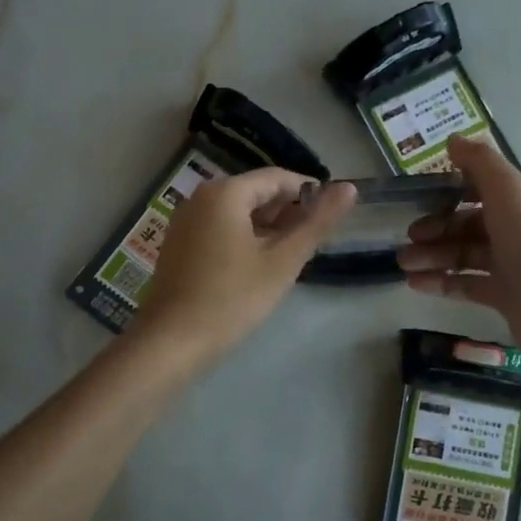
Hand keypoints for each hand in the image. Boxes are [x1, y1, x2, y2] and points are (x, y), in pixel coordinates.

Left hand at [134, 169, 355, 363]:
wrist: (172, 342)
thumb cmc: (232, 298)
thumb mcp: (283, 261)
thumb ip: (317, 223)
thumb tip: (349, 188)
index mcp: (226, 192)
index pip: (279, 178)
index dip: (310, 194)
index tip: (330, 218)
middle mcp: (201, 197)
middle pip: (256, 193)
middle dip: (287, 213)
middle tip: (311, 244)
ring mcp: (185, 220)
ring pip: (238, 212)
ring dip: (267, 229)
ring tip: (289, 258)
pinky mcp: (179, 243)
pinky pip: (220, 228)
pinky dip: (244, 239)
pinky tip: (257, 266)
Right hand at [396, 135, 520, 378]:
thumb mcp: (510, 189)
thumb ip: (480, 162)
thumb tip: (453, 139)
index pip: (482, 186)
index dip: (450, 189)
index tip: (419, 196)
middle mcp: (520, 227)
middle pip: (469, 221)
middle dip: (436, 227)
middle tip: (409, 237)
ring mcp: (513, 263)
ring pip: (464, 253)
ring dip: (433, 255)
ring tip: (404, 264)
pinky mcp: (505, 295)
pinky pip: (466, 283)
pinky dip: (441, 281)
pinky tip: (415, 284)